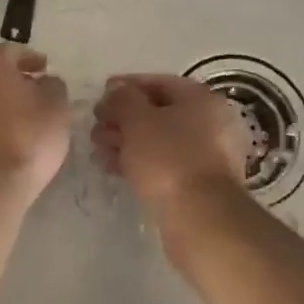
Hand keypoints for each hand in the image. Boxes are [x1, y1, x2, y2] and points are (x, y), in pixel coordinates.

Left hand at [0, 44, 71, 198]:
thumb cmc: (27, 138)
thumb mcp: (57, 108)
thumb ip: (53, 86)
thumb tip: (45, 82)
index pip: (13, 51)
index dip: (31, 59)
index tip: (45, 68)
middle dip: (12, 77)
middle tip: (33, 88)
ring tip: (20, 114)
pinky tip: (4, 132)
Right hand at [91, 74, 247, 216]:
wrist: (201, 220)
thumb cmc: (168, 158)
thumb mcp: (137, 120)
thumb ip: (122, 98)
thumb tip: (117, 90)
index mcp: (199, 99)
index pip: (157, 82)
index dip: (125, 86)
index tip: (100, 95)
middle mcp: (208, 122)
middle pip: (157, 112)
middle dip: (122, 118)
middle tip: (95, 127)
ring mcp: (205, 155)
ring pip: (157, 140)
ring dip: (125, 141)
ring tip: (97, 150)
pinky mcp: (196, 184)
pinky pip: (162, 163)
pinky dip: (138, 162)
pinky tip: (113, 167)